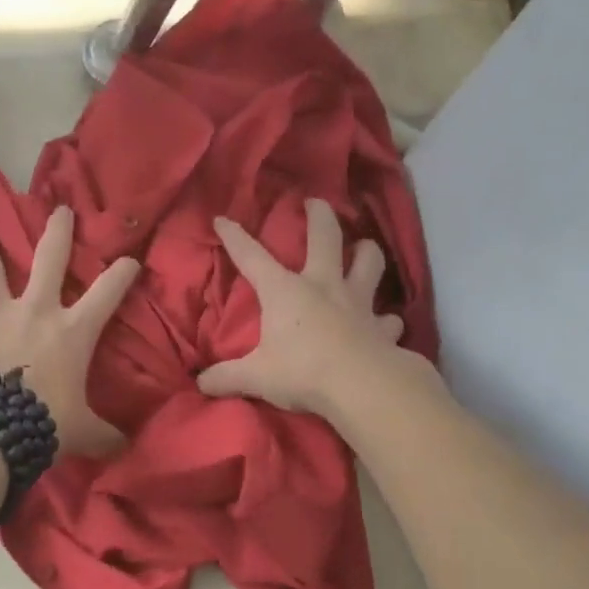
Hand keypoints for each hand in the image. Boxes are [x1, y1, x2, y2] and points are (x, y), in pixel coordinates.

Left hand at [0, 206, 140, 456]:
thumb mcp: (83, 431)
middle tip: (59, 209)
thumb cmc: (45, 423)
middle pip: (50, 259)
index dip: (122, 272)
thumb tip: (126, 448)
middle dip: (58, 232)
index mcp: (73, 331)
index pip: (108, 292)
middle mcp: (36, 312)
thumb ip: (104, 434)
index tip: (131, 258)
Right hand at [198, 198, 408, 415]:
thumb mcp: (257, 376)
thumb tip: (200, 383)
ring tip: (363, 249)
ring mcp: (358, 303)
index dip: (235, 238)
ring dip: (367, 252)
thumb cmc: (303, 372)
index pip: (252, 257)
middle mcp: (323, 286)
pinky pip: (388, 318)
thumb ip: (227, 377)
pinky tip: (384, 323)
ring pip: (369, 263)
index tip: (223, 219)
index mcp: (285, 291)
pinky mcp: (381, 327)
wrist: (361, 386)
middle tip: (316, 202)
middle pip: (325, 237)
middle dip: (319, 215)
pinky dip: (386, 319)